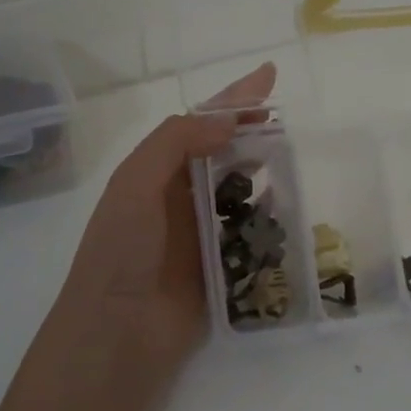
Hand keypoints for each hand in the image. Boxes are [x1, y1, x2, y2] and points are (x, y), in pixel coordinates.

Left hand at [58, 64, 276, 383]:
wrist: (117, 333)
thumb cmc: (121, 251)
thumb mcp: (136, 183)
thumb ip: (177, 142)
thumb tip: (228, 121)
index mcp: (156, 172)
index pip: (200, 123)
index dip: (233, 99)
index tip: (269, 77)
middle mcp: (179, 196)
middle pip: (224, 152)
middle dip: (252, 131)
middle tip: (286, 121)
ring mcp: (200, 232)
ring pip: (240, 190)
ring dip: (263, 170)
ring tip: (292, 156)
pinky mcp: (221, 266)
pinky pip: (251, 232)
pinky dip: (269, 217)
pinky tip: (288, 207)